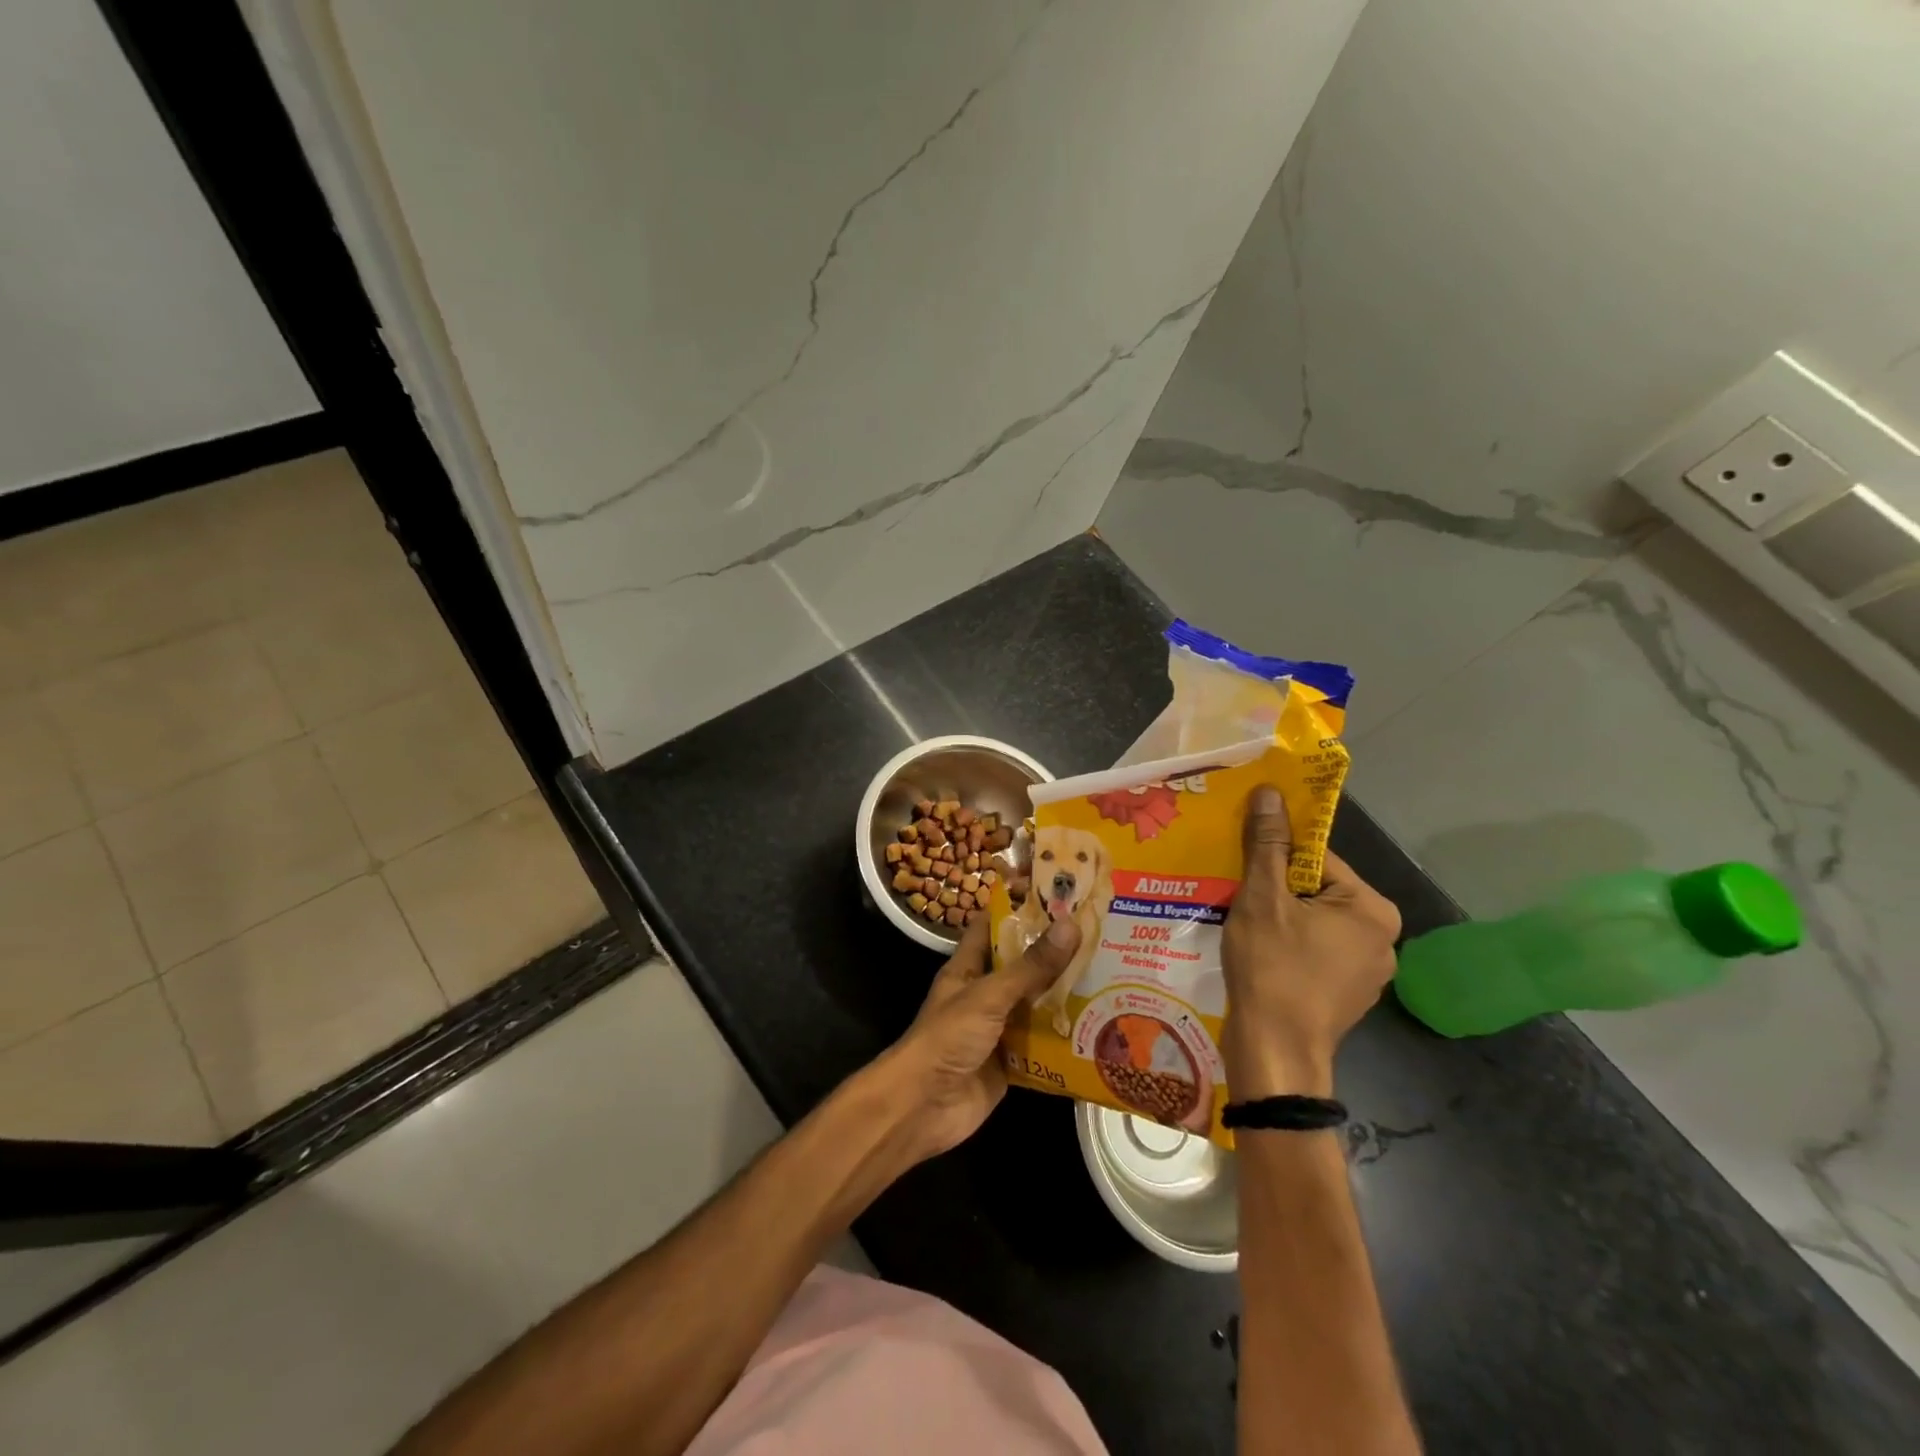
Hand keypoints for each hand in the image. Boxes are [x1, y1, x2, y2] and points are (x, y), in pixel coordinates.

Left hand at [873, 912, 1080, 1163]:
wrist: (923, 1107)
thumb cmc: (948, 1038)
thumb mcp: (989, 995)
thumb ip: (1030, 967)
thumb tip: (1071, 925)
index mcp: (969, 967)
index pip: (994, 924)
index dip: (1019, 906)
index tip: (1057, 891)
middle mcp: (985, 993)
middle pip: (1023, 965)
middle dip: (1057, 953)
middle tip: (1102, 935)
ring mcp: (999, 1029)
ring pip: (1038, 1004)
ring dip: (1067, 996)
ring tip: (1113, 976)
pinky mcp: (1012, 1062)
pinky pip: (1043, 1045)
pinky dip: (1066, 1039)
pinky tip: (1102, 1030)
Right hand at [1222, 785, 1400, 1097]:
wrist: (1274, 1052)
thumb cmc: (1272, 967)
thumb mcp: (1262, 898)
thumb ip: (1267, 843)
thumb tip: (1271, 791)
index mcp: (1372, 908)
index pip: (1318, 859)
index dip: (1275, 859)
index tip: (1243, 867)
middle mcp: (1383, 937)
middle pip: (1317, 890)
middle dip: (1276, 890)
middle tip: (1238, 896)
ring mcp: (1369, 971)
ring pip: (1314, 922)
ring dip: (1280, 918)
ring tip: (1244, 927)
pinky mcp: (1349, 995)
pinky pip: (1315, 951)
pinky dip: (1288, 947)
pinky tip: (1260, 957)